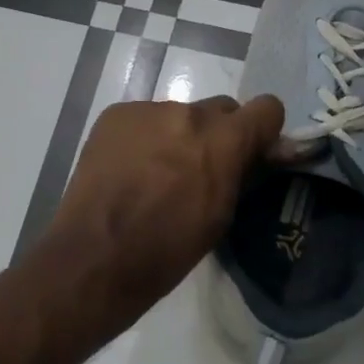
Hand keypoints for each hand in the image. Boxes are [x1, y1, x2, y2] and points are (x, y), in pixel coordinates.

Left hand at [40, 94, 283, 338]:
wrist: (95, 256)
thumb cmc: (167, 250)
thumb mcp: (220, 216)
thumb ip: (241, 174)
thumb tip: (256, 155)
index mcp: (223, 140)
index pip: (267, 108)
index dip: (263, 130)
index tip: (252, 152)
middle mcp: (188, 113)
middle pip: (220, 109)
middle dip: (218, 135)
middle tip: (200, 169)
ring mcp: (148, 110)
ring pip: (179, 115)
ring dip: (177, 137)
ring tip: (155, 174)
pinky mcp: (115, 115)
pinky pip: (144, 119)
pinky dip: (144, 138)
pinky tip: (128, 169)